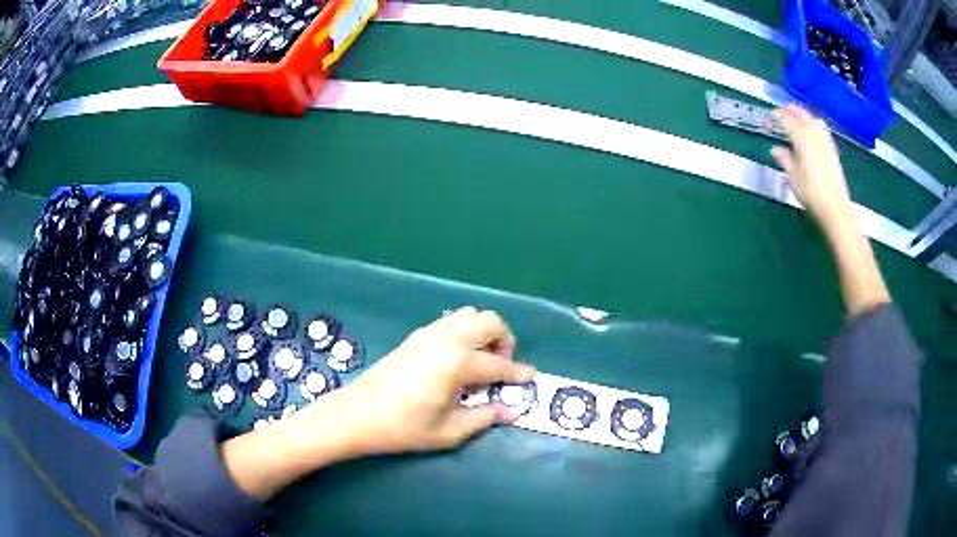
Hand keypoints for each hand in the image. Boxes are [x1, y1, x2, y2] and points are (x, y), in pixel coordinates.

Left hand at [340, 306, 534, 453]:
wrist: (358, 414)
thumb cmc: (404, 427)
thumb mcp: (449, 431)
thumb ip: (484, 417)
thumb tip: (510, 410)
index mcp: (457, 362)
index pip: (499, 364)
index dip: (518, 372)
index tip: (531, 378)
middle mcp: (447, 339)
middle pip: (490, 321)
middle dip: (505, 341)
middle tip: (502, 367)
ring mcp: (430, 333)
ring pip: (470, 315)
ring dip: (484, 332)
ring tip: (481, 360)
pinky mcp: (417, 335)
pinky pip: (451, 321)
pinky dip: (465, 331)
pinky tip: (458, 358)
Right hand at [771, 105, 853, 227]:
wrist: (835, 207)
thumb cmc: (811, 192)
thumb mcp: (793, 176)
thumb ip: (784, 159)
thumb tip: (776, 149)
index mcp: (801, 137)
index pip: (786, 120)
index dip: (777, 116)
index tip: (770, 116)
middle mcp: (814, 134)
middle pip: (801, 115)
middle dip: (790, 111)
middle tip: (781, 110)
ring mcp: (825, 141)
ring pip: (813, 120)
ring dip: (803, 115)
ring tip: (797, 116)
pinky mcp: (832, 150)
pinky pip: (821, 129)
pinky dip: (813, 124)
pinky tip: (812, 129)